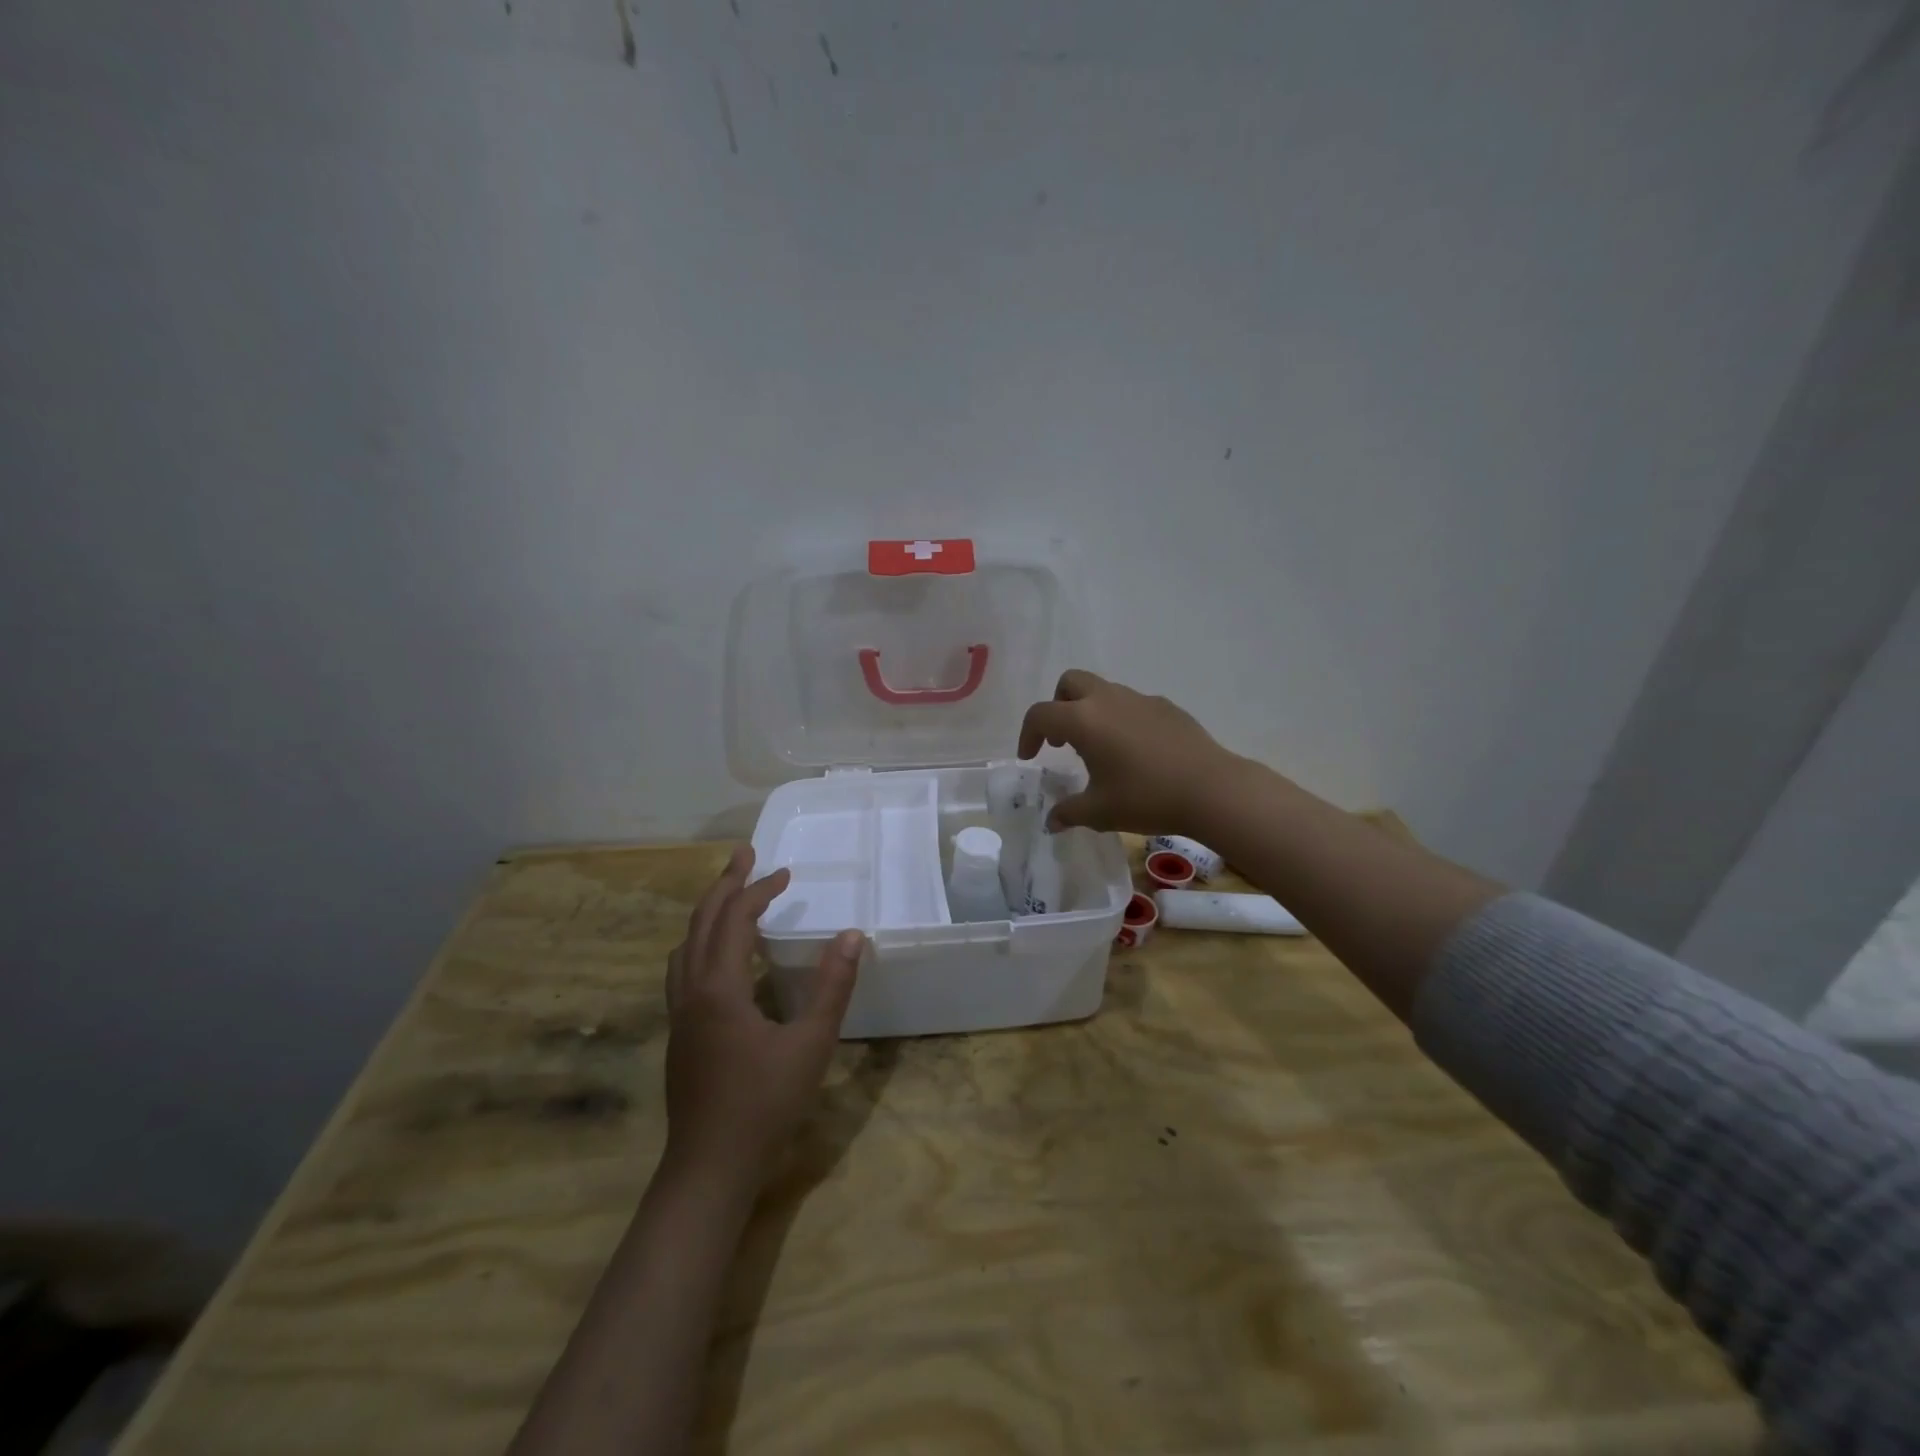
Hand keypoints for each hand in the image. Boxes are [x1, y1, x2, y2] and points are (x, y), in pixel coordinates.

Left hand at [662, 848, 862, 1193]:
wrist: (709, 1168)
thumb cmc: (764, 1104)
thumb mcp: (811, 1044)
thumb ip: (832, 987)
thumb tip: (851, 935)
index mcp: (718, 988)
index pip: (733, 920)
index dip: (758, 890)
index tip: (785, 872)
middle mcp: (691, 992)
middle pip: (701, 923)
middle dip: (724, 885)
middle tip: (744, 855)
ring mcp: (680, 1015)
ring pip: (685, 946)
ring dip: (708, 914)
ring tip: (732, 899)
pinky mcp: (680, 1034)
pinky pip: (685, 970)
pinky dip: (703, 944)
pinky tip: (724, 960)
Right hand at [1018, 670, 1248, 835]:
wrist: (1211, 789)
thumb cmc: (1146, 798)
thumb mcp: (1099, 812)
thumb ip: (1068, 812)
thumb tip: (1052, 821)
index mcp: (1083, 720)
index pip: (1040, 715)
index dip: (1028, 735)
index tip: (1031, 758)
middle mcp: (1108, 700)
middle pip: (1070, 683)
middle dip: (1058, 707)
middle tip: (1062, 741)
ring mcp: (1140, 699)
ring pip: (1103, 691)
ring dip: (1090, 712)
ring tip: (1099, 750)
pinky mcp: (1166, 707)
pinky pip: (1132, 704)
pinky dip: (1121, 719)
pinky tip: (1135, 752)